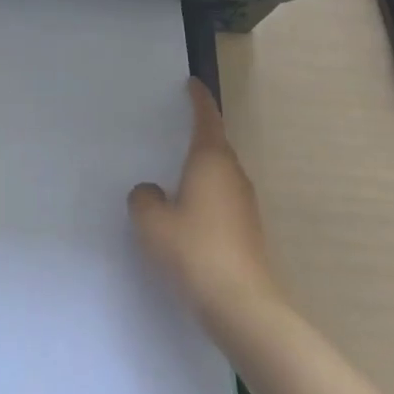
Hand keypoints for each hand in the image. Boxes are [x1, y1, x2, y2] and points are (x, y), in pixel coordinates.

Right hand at [129, 78, 279, 321]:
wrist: (244, 309)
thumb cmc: (196, 252)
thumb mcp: (153, 223)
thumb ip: (144, 200)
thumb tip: (151, 192)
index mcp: (211, 159)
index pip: (206, 117)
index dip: (198, 98)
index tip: (192, 84)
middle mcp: (232, 174)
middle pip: (215, 145)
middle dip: (197, 136)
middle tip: (172, 131)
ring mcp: (245, 204)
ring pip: (220, 175)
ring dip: (201, 171)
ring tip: (175, 178)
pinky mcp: (249, 232)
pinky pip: (223, 201)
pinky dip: (207, 198)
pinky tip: (189, 219)